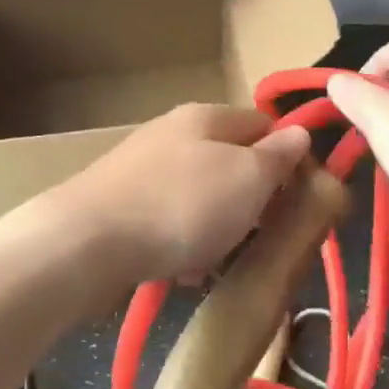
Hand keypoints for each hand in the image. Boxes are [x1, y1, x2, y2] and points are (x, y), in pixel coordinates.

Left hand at [50, 103, 311, 284]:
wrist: (86, 242)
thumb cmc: (181, 205)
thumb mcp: (247, 178)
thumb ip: (278, 156)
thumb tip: (299, 134)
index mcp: (206, 117)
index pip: (265, 124)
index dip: (290, 158)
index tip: (302, 198)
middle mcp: (172, 134)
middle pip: (231, 163)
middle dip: (252, 202)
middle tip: (262, 236)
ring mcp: (142, 169)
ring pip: (201, 198)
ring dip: (217, 230)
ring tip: (217, 261)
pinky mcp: (120, 205)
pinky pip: (169, 221)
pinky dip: (182, 244)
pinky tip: (181, 272)